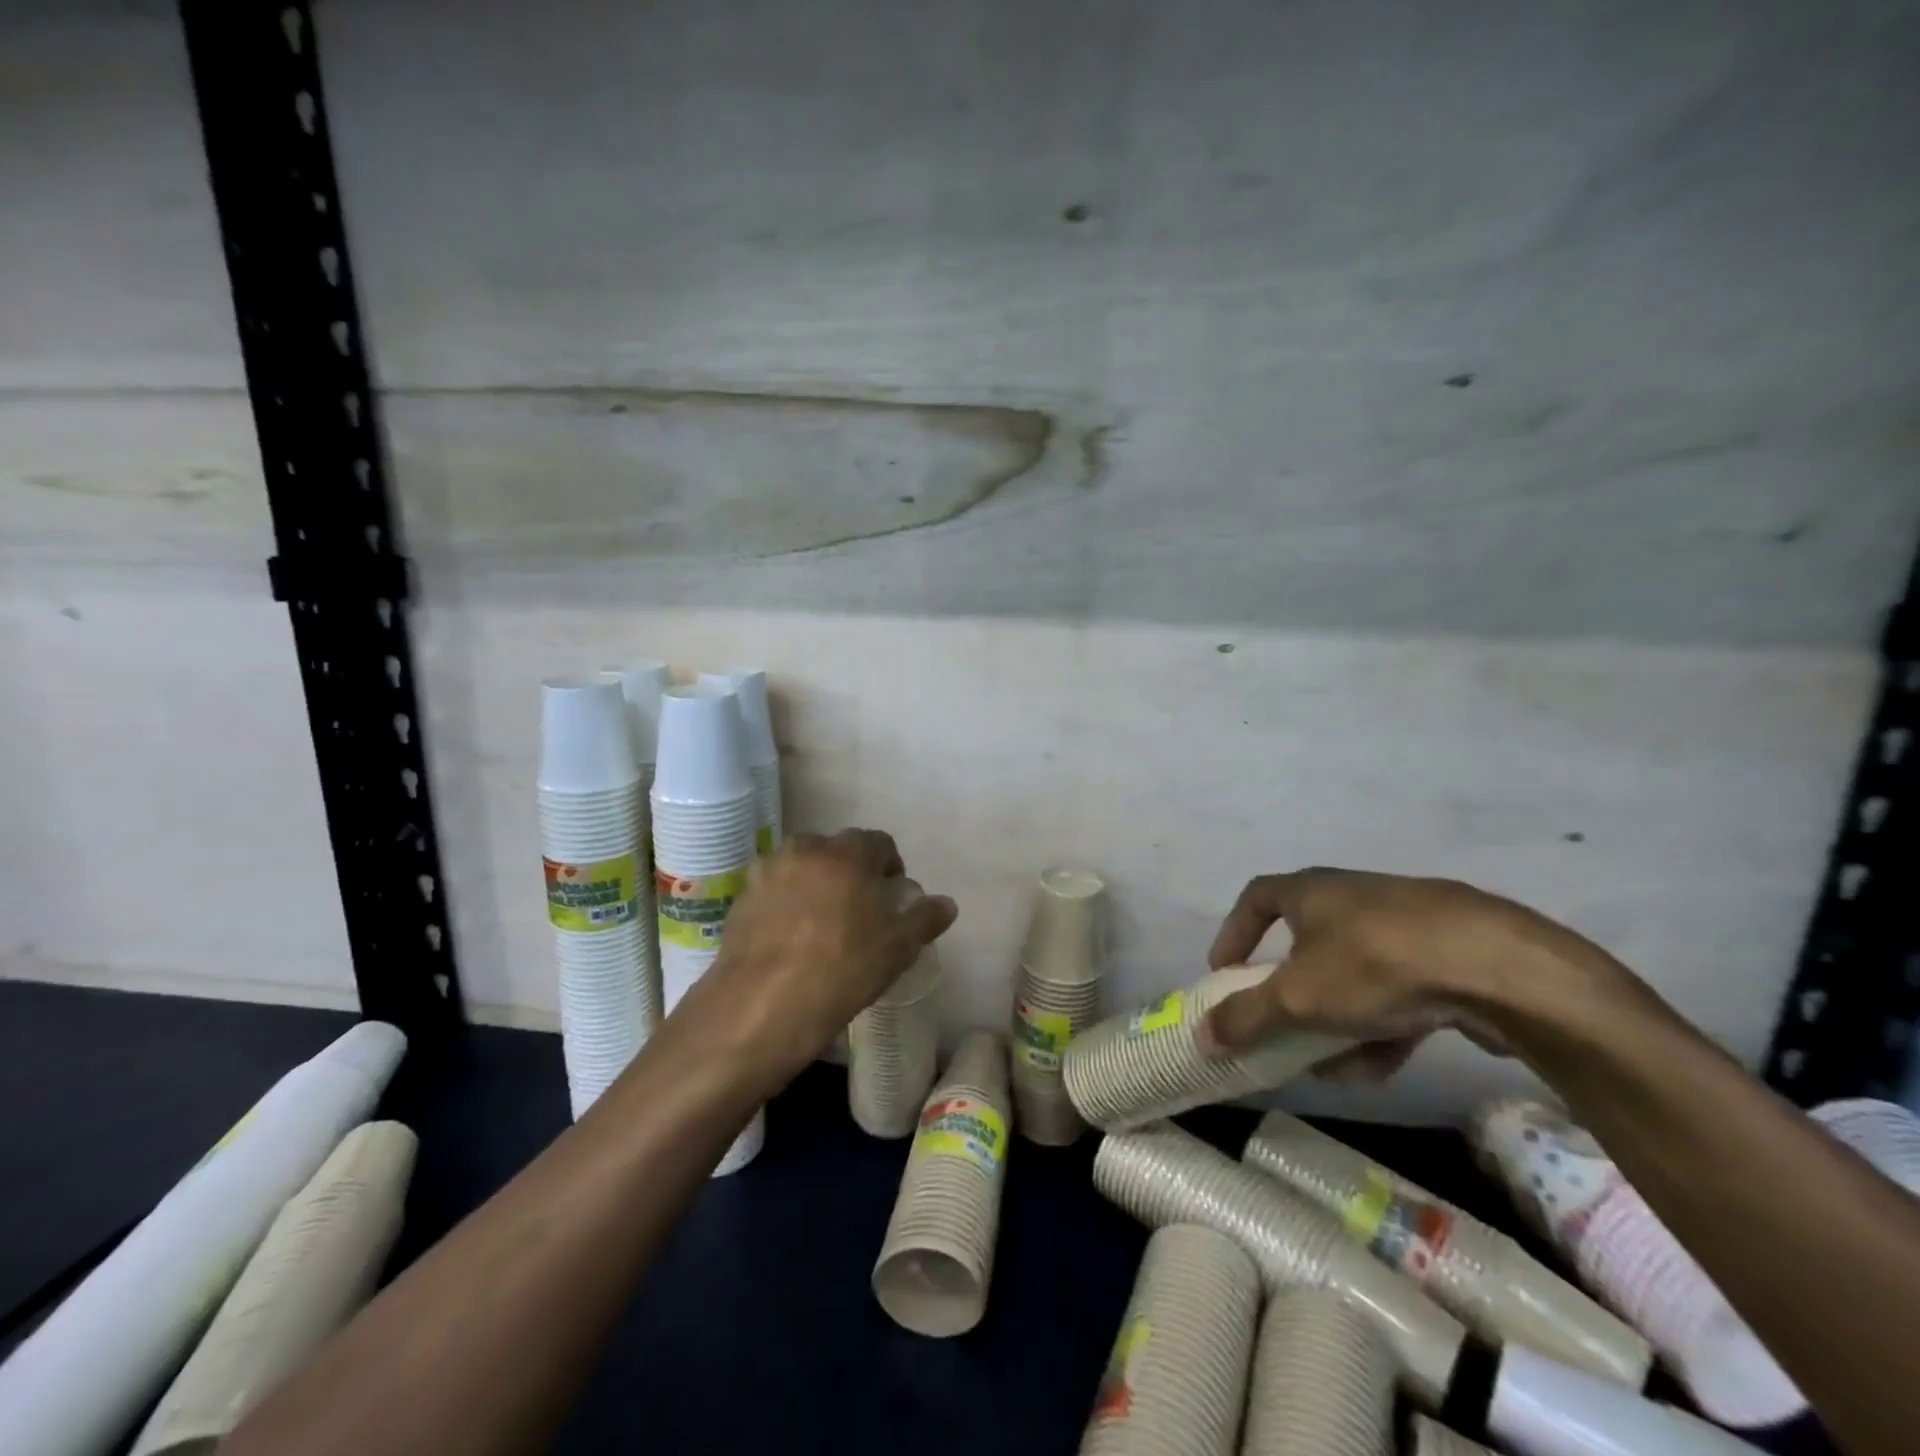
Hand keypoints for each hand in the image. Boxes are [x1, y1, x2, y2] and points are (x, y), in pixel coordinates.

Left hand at [673, 828, 956, 1087]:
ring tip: (821, 920)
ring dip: (814, 882)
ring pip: (801, 866)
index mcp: (848, 853)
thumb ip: (924, 920)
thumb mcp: (897, 949)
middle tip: (858, 906)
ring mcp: (769, 870)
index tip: (891, 892)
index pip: (878, 842)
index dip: (889, 865)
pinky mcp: (741, 897)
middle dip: (850, 869)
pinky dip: (785, 901)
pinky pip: (774, 889)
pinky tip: (790, 937)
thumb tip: (946, 904)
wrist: (762, 1005)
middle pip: (836, 849)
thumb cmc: (842, 969)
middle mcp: (807, 850)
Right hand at [1204, 867, 1616, 1082]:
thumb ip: (1246, 1017)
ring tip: (1331, 1064)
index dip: (1234, 933)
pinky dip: (1380, 1025)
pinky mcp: (1449, 956)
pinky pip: (1398, 991)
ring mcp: (1405, 925)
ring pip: (1355, 973)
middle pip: (1307, 941)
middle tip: (1281, 1022)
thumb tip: (1200, 1037)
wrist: (1498, 967)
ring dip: (1336, 1018)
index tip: (1224, 970)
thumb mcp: (1297, 998)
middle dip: (1290, 989)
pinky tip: (1378, 1068)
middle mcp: (1353, 897)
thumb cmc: (1374, 964)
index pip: (1256, 897)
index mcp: (1311, 890)